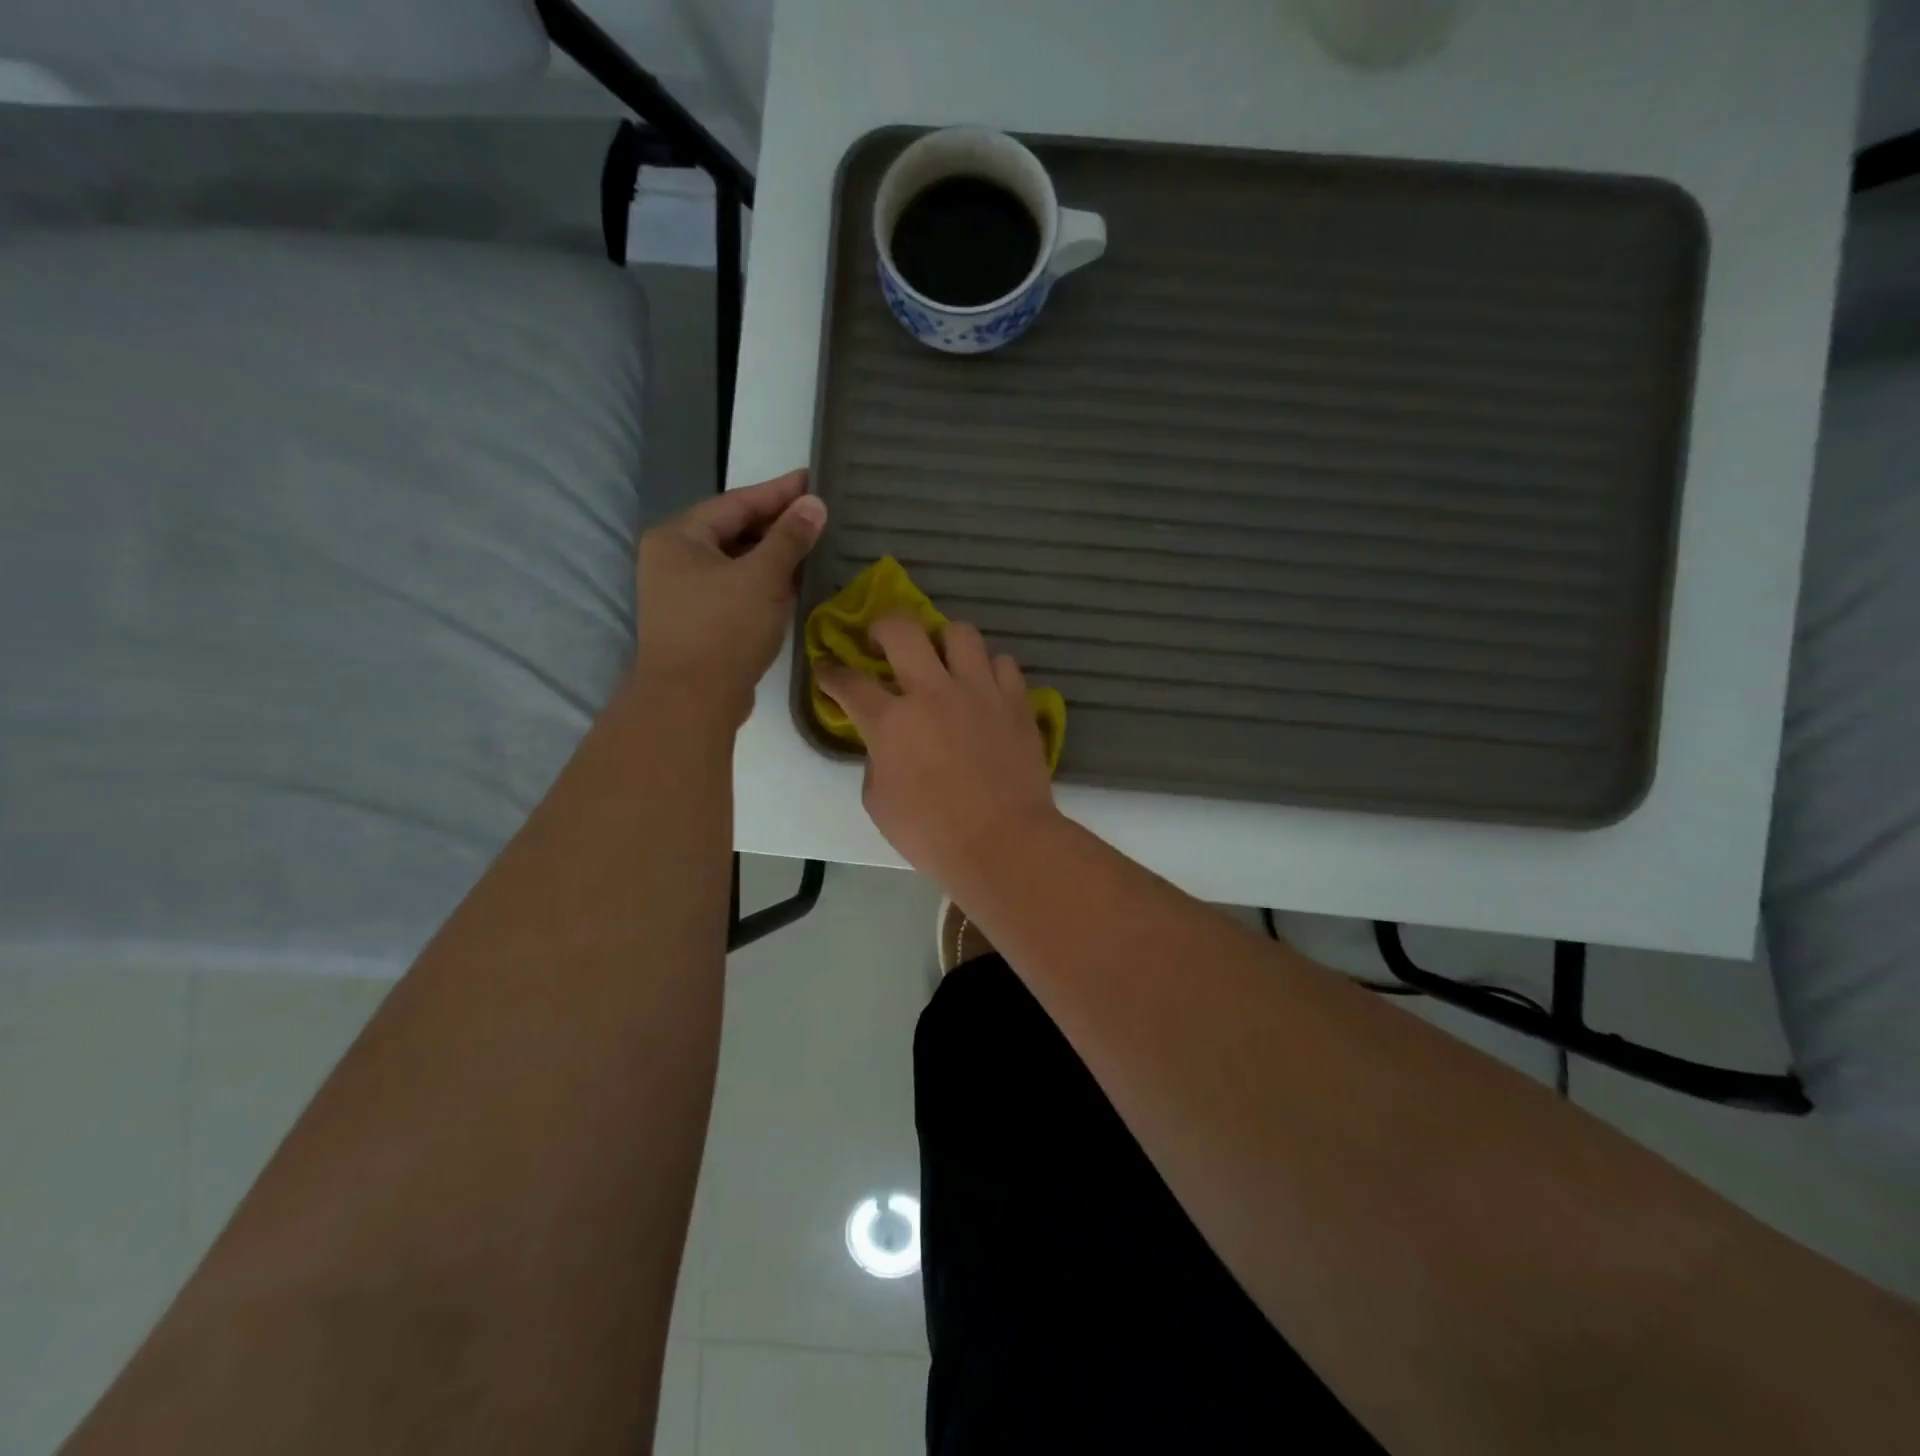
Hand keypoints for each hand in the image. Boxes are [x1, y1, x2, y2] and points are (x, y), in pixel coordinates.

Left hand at [633, 469, 825, 723]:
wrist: (691, 702)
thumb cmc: (724, 630)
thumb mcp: (763, 577)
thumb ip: (789, 538)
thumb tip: (814, 504)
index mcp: (678, 538)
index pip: (736, 503)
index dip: (778, 492)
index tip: (814, 480)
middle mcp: (674, 560)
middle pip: (734, 531)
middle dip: (778, 525)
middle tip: (820, 514)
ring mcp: (684, 594)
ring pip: (737, 563)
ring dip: (775, 556)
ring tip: (816, 546)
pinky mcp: (699, 622)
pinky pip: (737, 590)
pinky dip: (765, 584)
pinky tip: (796, 583)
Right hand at [816, 614, 1057, 885]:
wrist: (1004, 843)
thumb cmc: (933, 834)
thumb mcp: (880, 803)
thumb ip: (876, 760)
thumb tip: (887, 743)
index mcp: (891, 721)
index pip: (849, 682)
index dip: (831, 673)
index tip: (828, 670)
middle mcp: (933, 691)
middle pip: (901, 628)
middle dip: (882, 627)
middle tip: (882, 643)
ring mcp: (979, 691)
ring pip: (960, 632)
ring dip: (944, 642)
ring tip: (943, 662)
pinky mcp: (1016, 701)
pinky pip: (1003, 663)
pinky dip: (989, 670)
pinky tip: (984, 688)